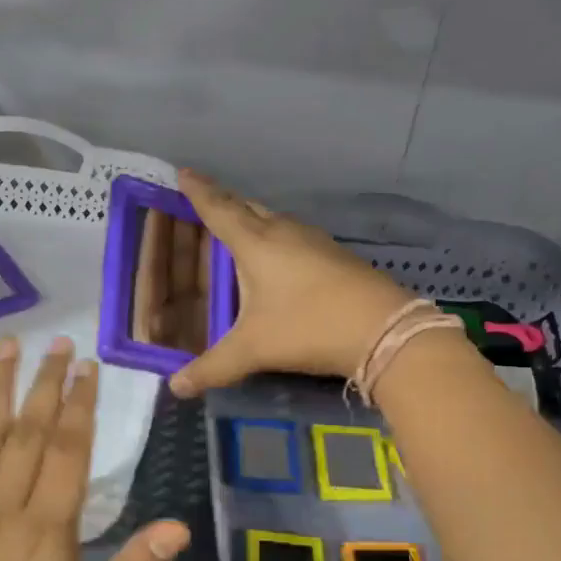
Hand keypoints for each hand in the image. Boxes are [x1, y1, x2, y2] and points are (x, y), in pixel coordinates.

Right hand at [170, 170, 412, 396]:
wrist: (384, 329)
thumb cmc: (309, 326)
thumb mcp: (254, 349)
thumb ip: (212, 367)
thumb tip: (176, 388)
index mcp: (256, 242)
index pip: (219, 208)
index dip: (198, 191)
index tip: (184, 172)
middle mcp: (283, 231)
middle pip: (247, 208)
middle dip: (223, 202)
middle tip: (204, 201)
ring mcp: (313, 241)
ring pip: (273, 221)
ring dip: (252, 221)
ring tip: (235, 230)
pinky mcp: (334, 256)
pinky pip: (292, 237)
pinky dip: (274, 240)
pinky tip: (275, 259)